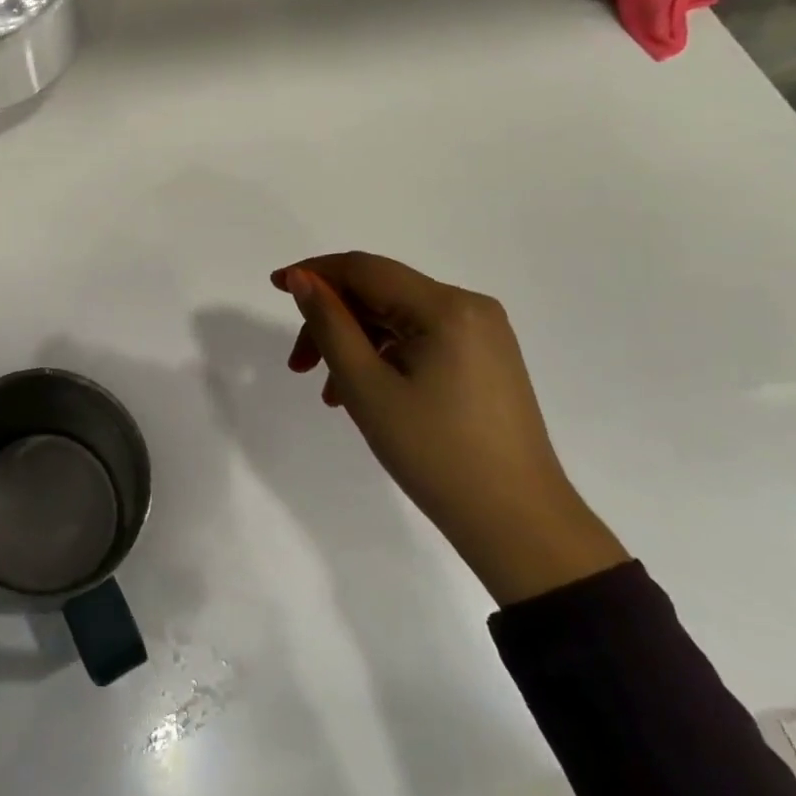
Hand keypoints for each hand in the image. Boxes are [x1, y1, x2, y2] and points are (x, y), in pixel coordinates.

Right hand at [273, 252, 628, 605]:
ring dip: (355, 343)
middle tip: (298, 365)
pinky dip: (385, 357)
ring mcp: (483, 334)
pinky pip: (421, 339)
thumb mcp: (367, 386)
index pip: (365, 269)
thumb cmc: (435, 453)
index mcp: (446, 307)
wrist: (520, 527)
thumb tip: (302, 278)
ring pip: (397, 318)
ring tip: (330, 393)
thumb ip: (329, 323)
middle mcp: (469, 307)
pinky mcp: (486, 359)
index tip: (275, 286)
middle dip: (333, 321)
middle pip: (380, 293)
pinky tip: (364, 393)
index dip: (314, 272)